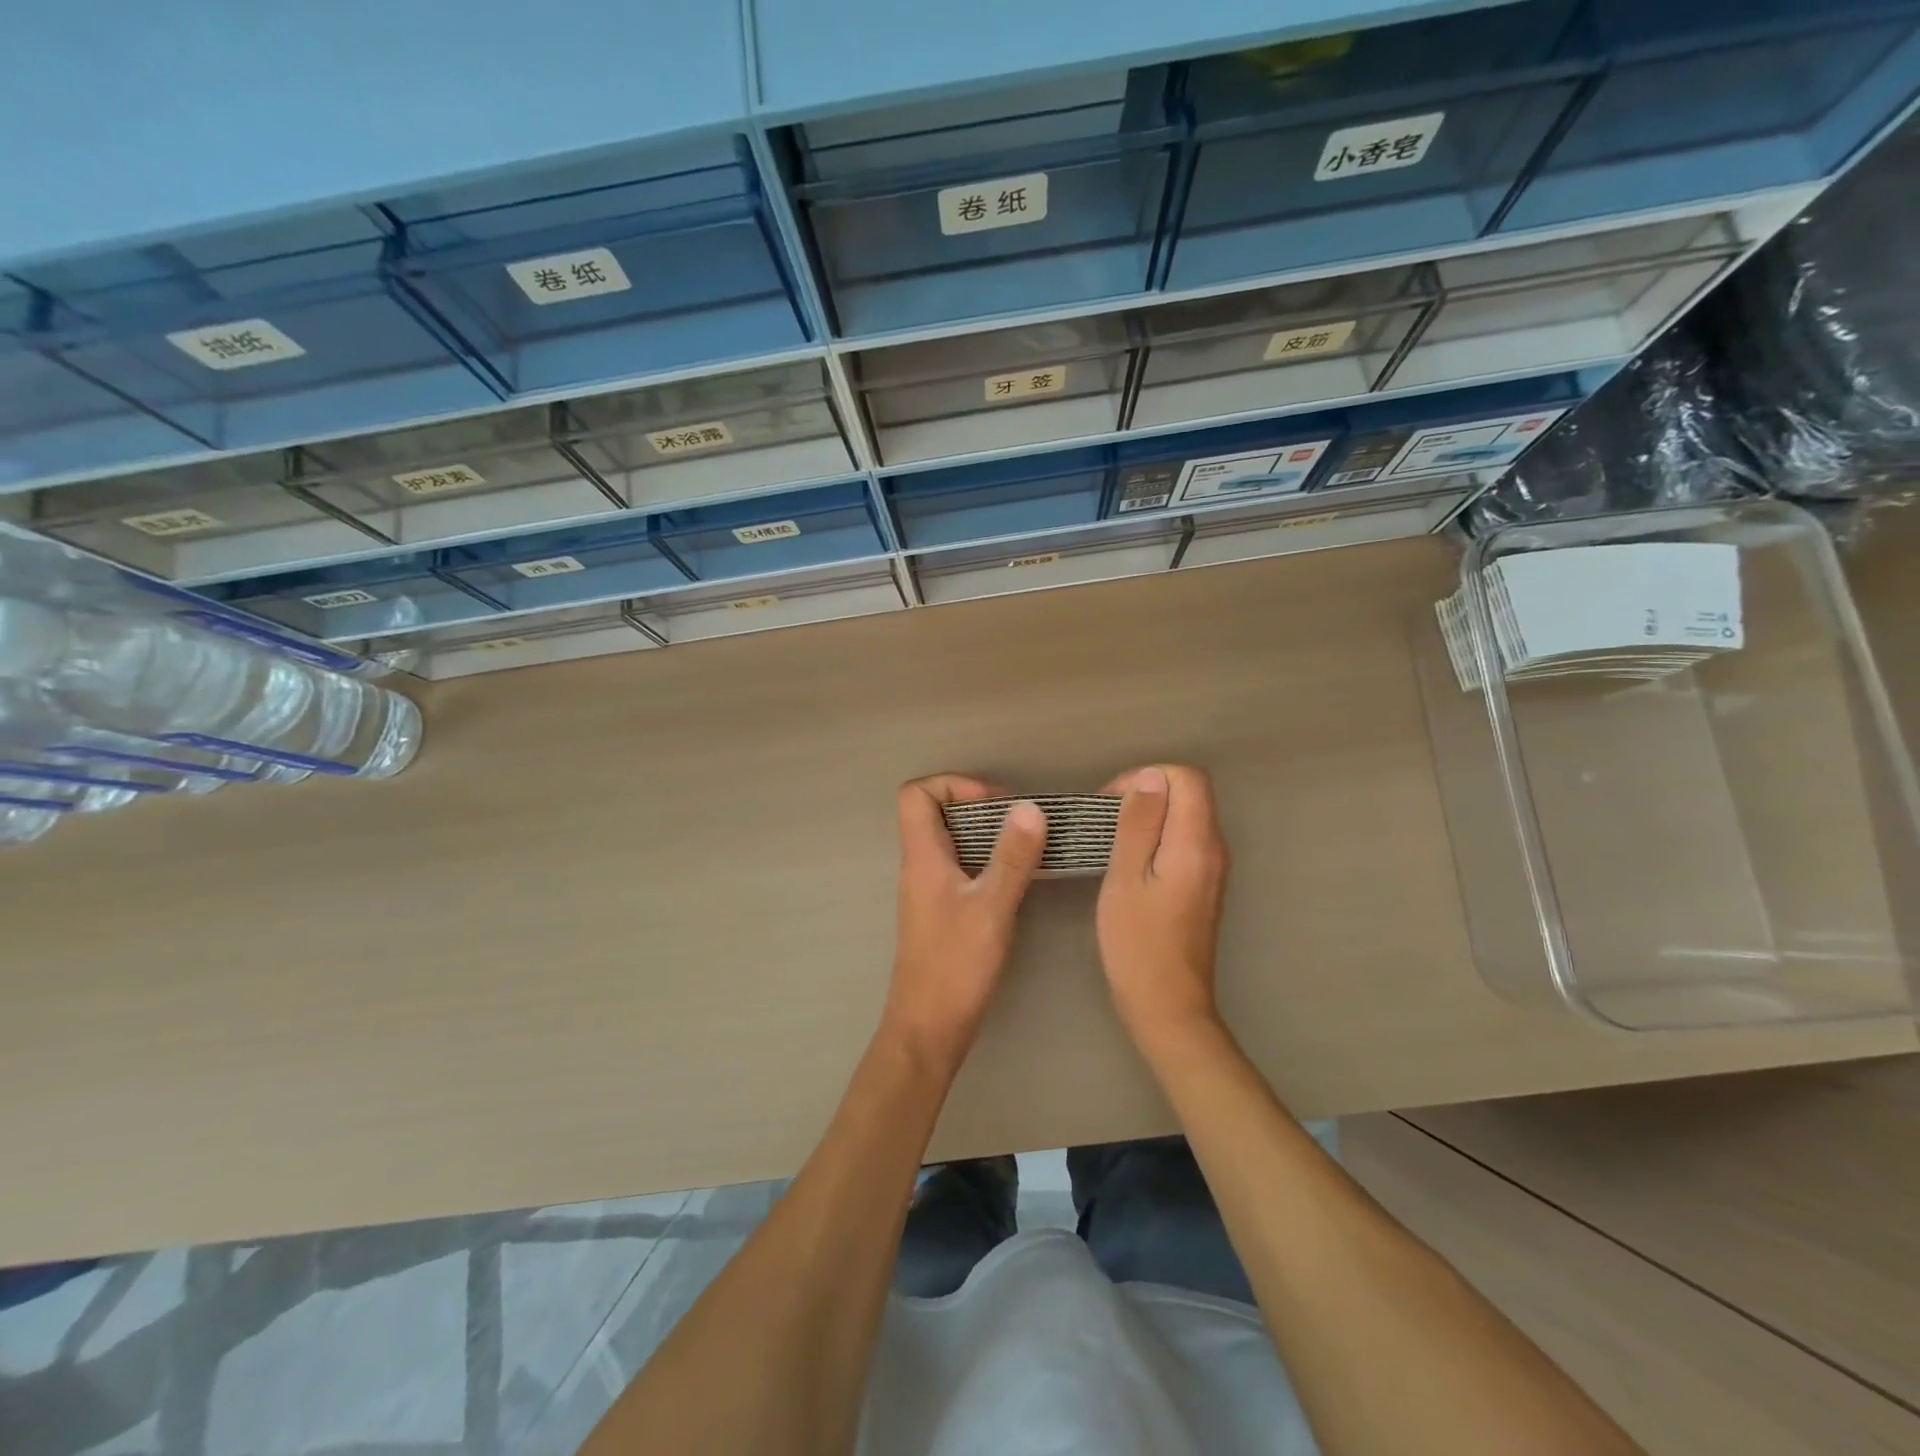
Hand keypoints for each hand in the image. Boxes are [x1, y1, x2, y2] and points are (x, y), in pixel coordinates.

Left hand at [883, 775, 1046, 1076]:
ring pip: (951, 842)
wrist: (928, 1029)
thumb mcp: (991, 908)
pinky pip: (960, 868)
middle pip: (935, 813)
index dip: (953, 785)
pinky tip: (1015, 880)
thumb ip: (1011, 857)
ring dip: (986, 835)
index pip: (916, 794)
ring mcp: (928, 890)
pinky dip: (986, 861)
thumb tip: (1029, 808)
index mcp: (922, 857)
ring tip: (1025, 847)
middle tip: (1019, 823)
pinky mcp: (940, 912)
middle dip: (978, 806)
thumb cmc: (955, 966)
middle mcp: (919, 867)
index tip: (995, 802)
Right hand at [1095, 765, 1230, 1052]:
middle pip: (1189, 793)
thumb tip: (1150, 777)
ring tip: (1111, 839)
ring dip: (1149, 815)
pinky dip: (1157, 836)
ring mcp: (1213, 868)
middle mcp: (1214, 849)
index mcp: (1196, 843)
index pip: (1187, 777)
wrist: (1168, 1006)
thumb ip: (1139, 824)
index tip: (1111, 803)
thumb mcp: (1126, 878)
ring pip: (1186, 816)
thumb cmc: (1138, 944)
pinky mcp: (1204, 885)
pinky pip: (1184, 840)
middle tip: (1106, 820)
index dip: (1146, 777)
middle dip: (1146, 792)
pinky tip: (1129, 861)